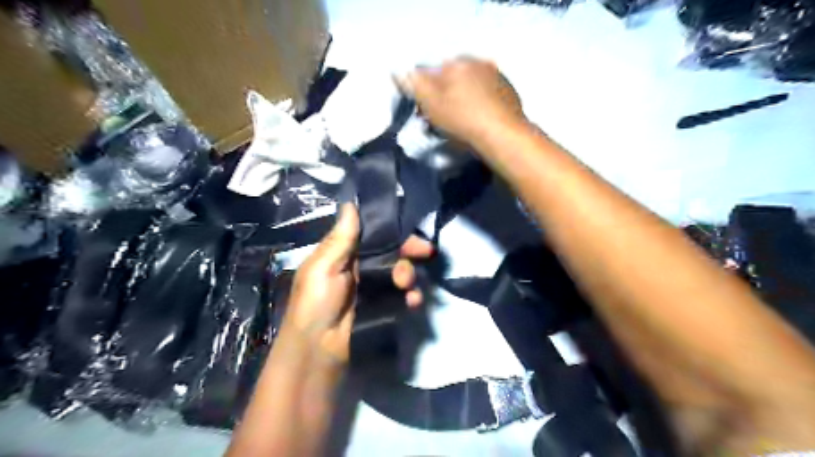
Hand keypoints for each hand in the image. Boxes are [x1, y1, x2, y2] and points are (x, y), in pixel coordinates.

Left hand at [285, 204, 431, 364]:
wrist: (317, 351)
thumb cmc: (316, 303)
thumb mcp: (323, 268)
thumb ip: (341, 239)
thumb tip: (350, 202)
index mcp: (344, 253)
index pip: (374, 233)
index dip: (394, 230)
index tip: (413, 228)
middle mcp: (360, 266)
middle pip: (392, 251)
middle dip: (409, 251)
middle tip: (426, 253)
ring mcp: (372, 287)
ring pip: (400, 272)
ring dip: (409, 274)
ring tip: (406, 286)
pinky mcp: (381, 306)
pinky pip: (402, 295)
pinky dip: (411, 296)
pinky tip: (412, 301)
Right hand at [401, 57, 528, 147]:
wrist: (502, 135)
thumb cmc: (462, 120)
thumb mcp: (430, 103)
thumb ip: (413, 84)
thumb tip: (398, 71)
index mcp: (455, 62)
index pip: (430, 73)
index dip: (423, 94)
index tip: (424, 114)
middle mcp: (477, 62)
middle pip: (451, 78)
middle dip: (443, 96)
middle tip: (441, 120)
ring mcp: (496, 75)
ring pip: (469, 86)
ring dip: (461, 99)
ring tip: (461, 123)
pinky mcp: (509, 92)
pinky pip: (487, 95)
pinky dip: (480, 104)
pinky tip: (479, 121)